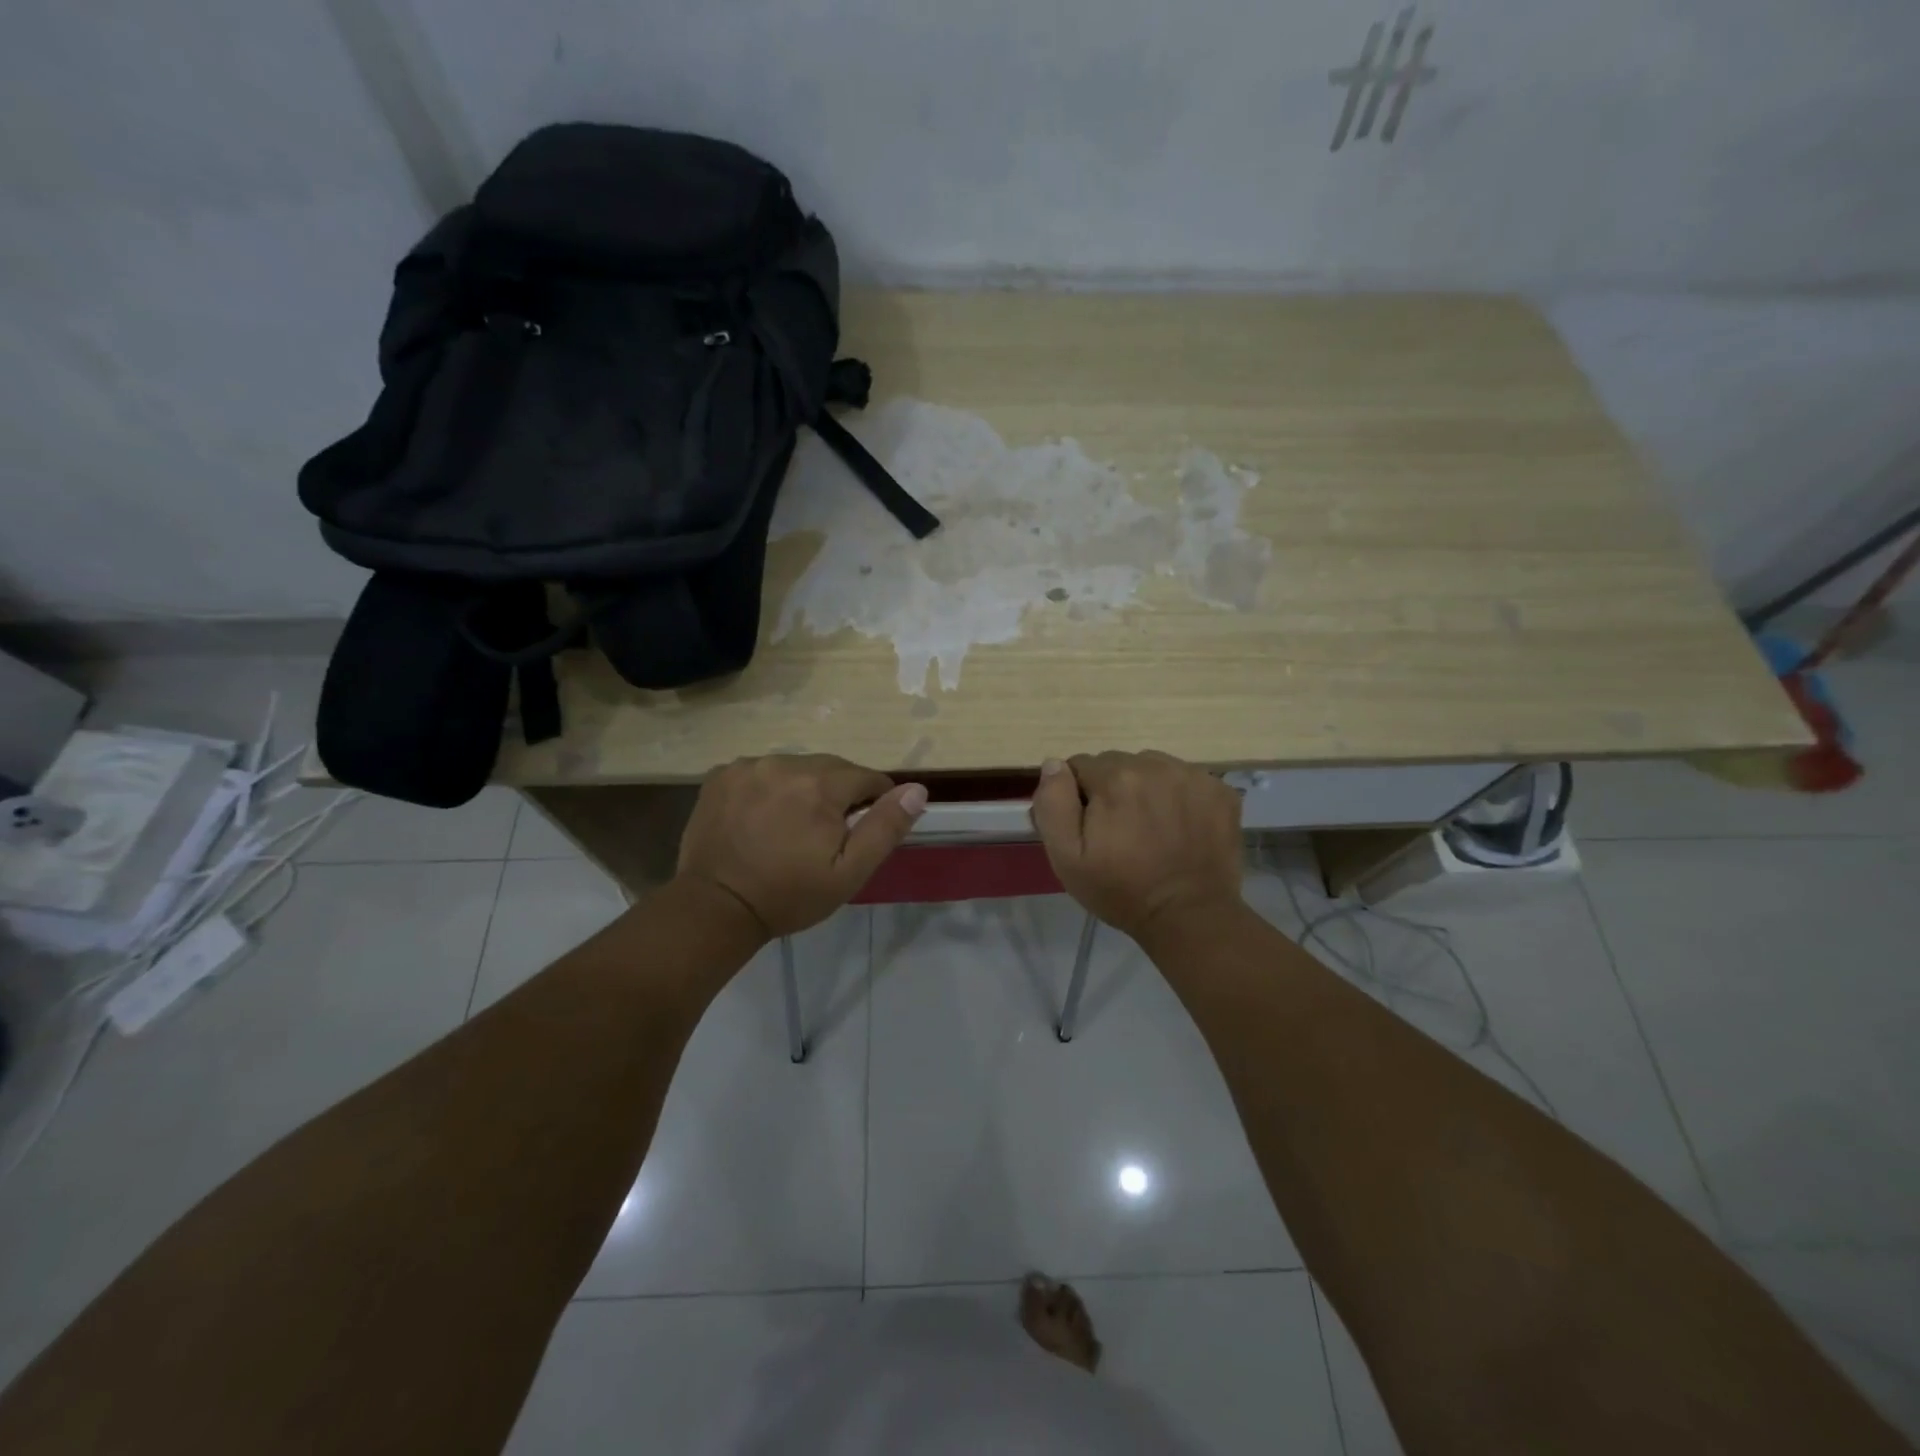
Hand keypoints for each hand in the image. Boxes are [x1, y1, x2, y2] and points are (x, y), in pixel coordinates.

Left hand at [676, 755, 927, 937]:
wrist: (715, 908)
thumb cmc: (789, 894)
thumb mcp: (849, 872)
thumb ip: (885, 828)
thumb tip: (917, 790)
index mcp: (819, 784)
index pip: (867, 778)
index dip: (873, 802)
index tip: (859, 830)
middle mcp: (784, 763)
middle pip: (831, 768)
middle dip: (837, 794)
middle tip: (825, 834)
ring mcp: (748, 766)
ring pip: (795, 767)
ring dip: (802, 788)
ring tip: (791, 826)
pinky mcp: (721, 775)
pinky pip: (761, 771)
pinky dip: (769, 788)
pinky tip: (761, 817)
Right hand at [1029, 751, 1244, 942]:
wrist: (1189, 917)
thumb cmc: (1120, 890)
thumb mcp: (1066, 857)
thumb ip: (1053, 803)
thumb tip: (1054, 764)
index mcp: (1114, 778)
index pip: (1080, 766)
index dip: (1078, 797)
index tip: (1090, 828)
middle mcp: (1155, 766)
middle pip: (1118, 763)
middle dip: (1112, 789)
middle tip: (1119, 831)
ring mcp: (1193, 776)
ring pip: (1153, 767)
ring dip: (1145, 788)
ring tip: (1151, 828)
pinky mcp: (1221, 791)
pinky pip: (1186, 779)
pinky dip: (1179, 796)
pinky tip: (1179, 827)